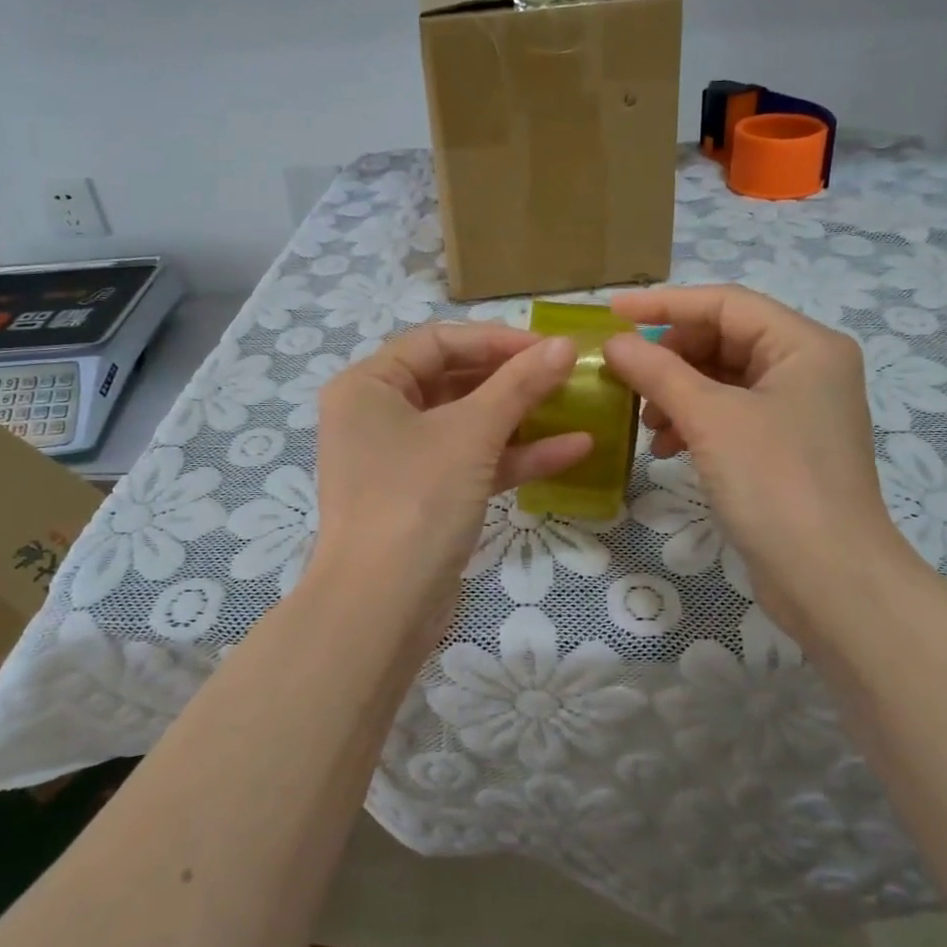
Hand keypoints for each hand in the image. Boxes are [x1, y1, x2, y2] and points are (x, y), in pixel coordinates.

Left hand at [307, 324, 589, 634]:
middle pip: (453, 380)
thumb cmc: (416, 499)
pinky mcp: (423, 497)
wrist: (381, 608)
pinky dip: (514, 457)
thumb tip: (565, 345)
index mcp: (369, 385)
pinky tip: (573, 450)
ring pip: (466, 424)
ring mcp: (400, 460)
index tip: (550, 347)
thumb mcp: (471, 433)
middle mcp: (377, 415)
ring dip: (520, 418)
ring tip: (576, 405)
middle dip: (512, 378)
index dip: (496, 339)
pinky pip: (471, 463)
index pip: (438, 341)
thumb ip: (519, 384)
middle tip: (566, 373)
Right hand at [603, 286, 917, 640]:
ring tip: (646, 423)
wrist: (829, 580)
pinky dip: (694, 423)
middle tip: (626, 377)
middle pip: (724, 339)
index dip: (665, 304)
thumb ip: (658, 372)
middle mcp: (807, 368)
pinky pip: (729, 414)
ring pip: (723, 380)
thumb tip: (614, 342)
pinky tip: (666, 448)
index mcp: (805, 345)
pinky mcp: (784, 447)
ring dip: (677, 393)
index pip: (725, 303)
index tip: (612, 312)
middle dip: (671, 357)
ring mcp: (798, 410)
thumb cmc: (775, 483)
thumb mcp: (710, 419)